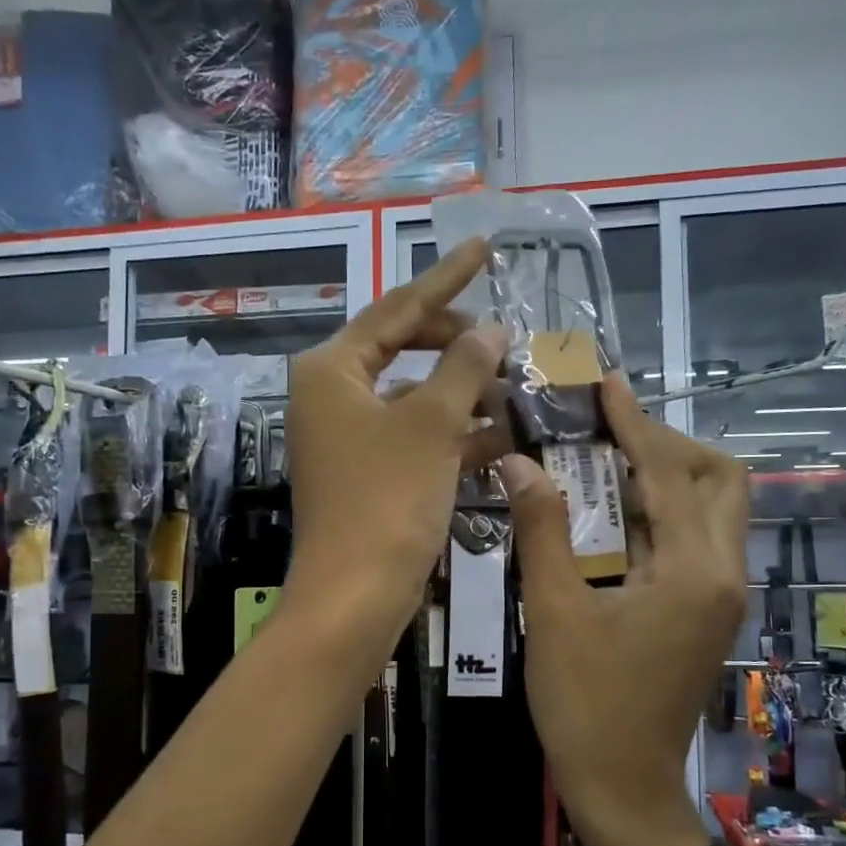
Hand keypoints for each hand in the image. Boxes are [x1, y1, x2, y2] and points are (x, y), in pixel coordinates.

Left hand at [284, 238, 506, 656]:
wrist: (354, 597)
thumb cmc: (388, 499)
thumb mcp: (432, 425)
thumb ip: (464, 368)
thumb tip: (490, 329)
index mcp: (331, 370)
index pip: (396, 309)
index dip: (444, 279)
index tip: (484, 247)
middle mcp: (331, 397)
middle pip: (401, 351)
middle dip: (457, 347)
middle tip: (504, 340)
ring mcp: (346, 439)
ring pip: (412, 399)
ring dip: (462, 395)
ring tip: (515, 390)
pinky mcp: (365, 476)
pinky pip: (413, 439)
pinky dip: (452, 436)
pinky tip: (500, 438)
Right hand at [501, 377, 748, 845]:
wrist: (623, 787)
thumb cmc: (586, 703)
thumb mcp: (554, 612)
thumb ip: (541, 532)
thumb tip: (519, 464)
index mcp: (693, 571)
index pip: (669, 473)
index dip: (635, 423)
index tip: (606, 384)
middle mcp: (721, 574)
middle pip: (719, 481)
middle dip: (669, 445)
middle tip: (610, 435)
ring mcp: (718, 597)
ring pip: (711, 511)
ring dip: (666, 478)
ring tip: (604, 464)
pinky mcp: (703, 613)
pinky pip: (693, 542)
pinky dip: (659, 515)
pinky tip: (610, 518)